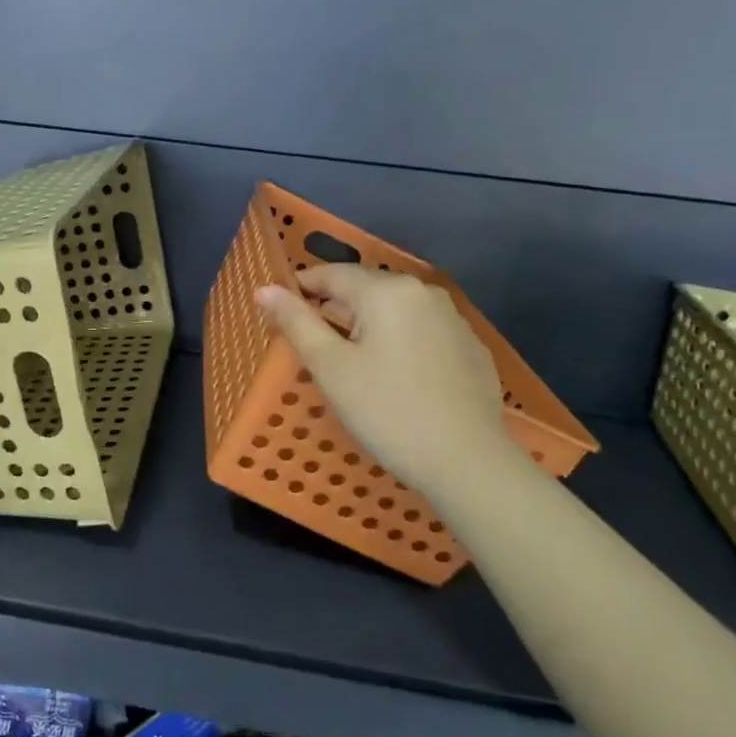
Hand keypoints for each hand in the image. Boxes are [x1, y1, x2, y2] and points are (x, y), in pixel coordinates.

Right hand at [256, 265, 517, 491]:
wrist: (467, 462)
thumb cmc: (386, 411)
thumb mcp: (330, 367)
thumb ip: (296, 322)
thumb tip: (265, 289)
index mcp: (386, 291)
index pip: (331, 274)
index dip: (300, 288)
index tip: (280, 313)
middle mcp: (423, 292)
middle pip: (365, 289)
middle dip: (334, 309)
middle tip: (312, 346)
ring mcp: (453, 319)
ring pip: (395, 310)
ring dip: (367, 325)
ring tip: (352, 363)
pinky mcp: (471, 347)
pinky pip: (422, 331)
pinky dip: (400, 342)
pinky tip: (395, 377)